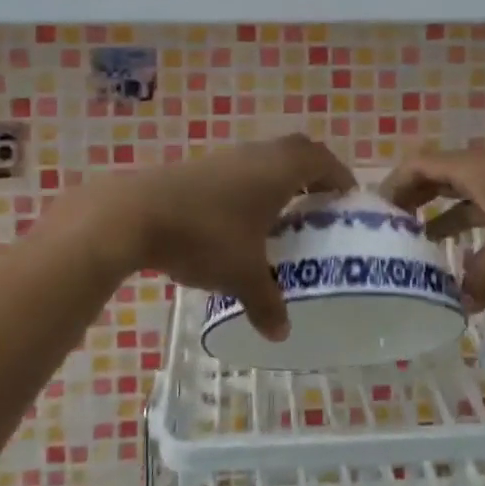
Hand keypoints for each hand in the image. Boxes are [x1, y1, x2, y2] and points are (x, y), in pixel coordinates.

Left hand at [44, 135, 354, 340]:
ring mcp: (225, 157)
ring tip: (282, 215)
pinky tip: (241, 220)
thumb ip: (267, 302)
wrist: (135, 213)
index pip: (323, 160)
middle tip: (320, 205)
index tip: (348, 199)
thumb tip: (282, 333)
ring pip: (265, 159)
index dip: (340, 177)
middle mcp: (257, 154)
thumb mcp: (241, 275)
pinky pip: (239, 170)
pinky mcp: (199, 168)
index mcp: (280, 169)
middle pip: (296, 152)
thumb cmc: (205, 235)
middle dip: (312, 174)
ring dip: (279, 180)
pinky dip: (251, 187)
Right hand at [384, 148, 484, 310]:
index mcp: (469, 168)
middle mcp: (480, 170)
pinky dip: (468, 230)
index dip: (392, 186)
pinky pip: (482, 211)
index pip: (416, 167)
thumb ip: (483, 275)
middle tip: (390, 234)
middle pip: (433, 179)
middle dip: (410, 203)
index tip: (374, 214)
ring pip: (458, 197)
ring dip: (438, 218)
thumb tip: (460, 309)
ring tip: (418, 249)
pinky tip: (466, 259)